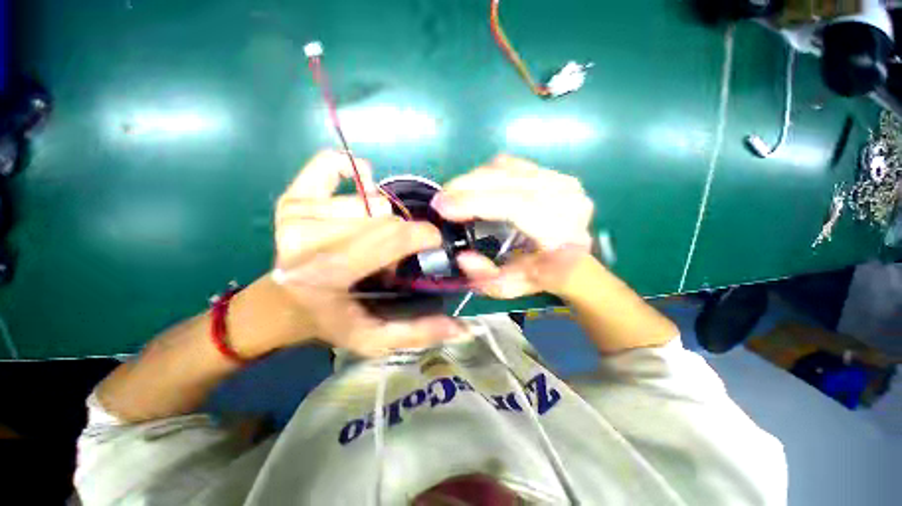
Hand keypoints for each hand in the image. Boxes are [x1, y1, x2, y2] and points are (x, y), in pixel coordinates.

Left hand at [273, 151, 466, 356]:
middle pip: (385, 217)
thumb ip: (418, 332)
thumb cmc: (332, 319)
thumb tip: (462, 327)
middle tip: (394, 254)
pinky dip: (351, 169)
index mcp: (326, 274)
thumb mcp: (375, 337)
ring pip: (370, 199)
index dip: (423, 236)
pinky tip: (359, 185)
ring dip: (380, 219)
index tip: (433, 243)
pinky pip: (330, 164)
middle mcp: (306, 238)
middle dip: (401, 235)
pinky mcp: (293, 197)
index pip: (392, 237)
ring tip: (370, 240)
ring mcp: (297, 213)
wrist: (283, 303)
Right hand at [431, 155, 593, 297]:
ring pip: (508, 169)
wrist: (570, 259)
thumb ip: (486, 278)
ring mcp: (562, 181)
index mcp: (562, 232)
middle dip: (468, 186)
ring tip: (453, 192)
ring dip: (474, 178)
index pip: (517, 206)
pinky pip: (512, 164)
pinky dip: (487, 172)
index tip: (443, 206)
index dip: (476, 203)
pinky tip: (474, 185)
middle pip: (510, 181)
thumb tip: (462, 256)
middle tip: (440, 197)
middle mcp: (567, 200)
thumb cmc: (539, 275)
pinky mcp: (552, 172)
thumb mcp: (511, 287)